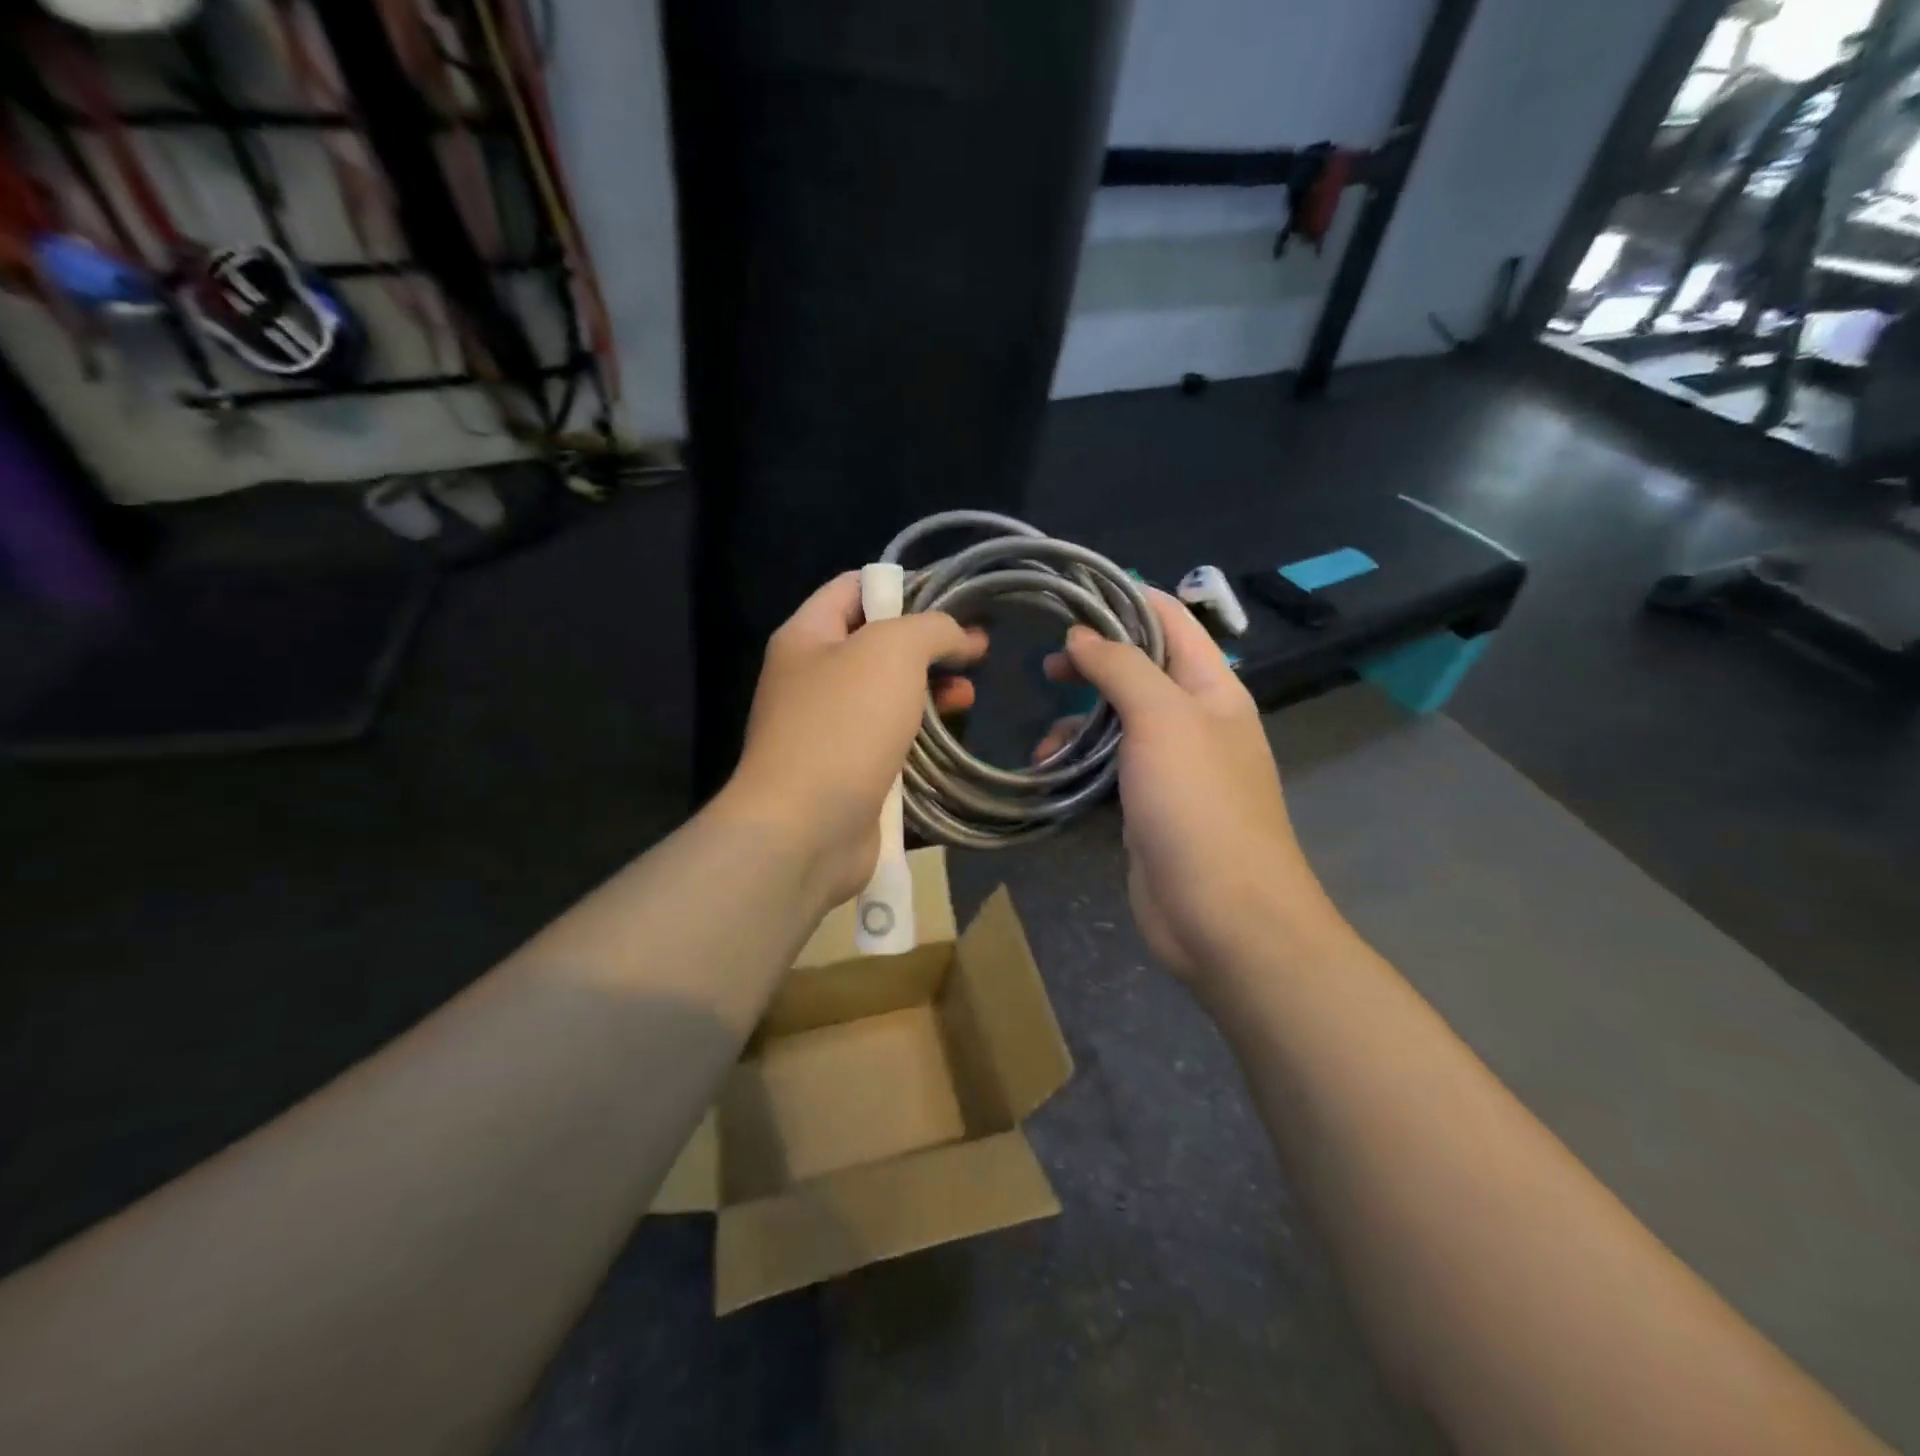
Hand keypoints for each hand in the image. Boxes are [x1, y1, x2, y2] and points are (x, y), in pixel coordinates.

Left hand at [721, 572, 985, 907]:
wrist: (805, 829)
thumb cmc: (844, 725)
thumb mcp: (892, 651)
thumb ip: (931, 628)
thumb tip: (960, 636)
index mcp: (807, 635)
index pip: (854, 586)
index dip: (903, 585)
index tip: (954, 600)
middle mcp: (810, 677)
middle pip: (875, 642)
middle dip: (927, 643)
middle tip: (976, 651)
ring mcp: (826, 727)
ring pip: (886, 693)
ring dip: (930, 688)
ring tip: (970, 693)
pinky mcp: (846, 769)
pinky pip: (887, 736)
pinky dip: (919, 730)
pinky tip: (950, 733)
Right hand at [1036, 590, 1336, 983]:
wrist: (1222, 915)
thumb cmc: (1198, 804)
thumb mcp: (1162, 718)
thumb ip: (1122, 667)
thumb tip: (1083, 635)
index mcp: (1213, 688)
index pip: (1171, 620)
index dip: (1125, 598)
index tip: (1071, 593)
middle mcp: (1196, 720)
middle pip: (1141, 670)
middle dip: (1094, 663)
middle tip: (1045, 666)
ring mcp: (1173, 767)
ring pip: (1119, 723)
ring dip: (1079, 722)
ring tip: (1042, 736)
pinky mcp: (1149, 806)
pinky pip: (1110, 768)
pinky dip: (1080, 764)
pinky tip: (1051, 774)